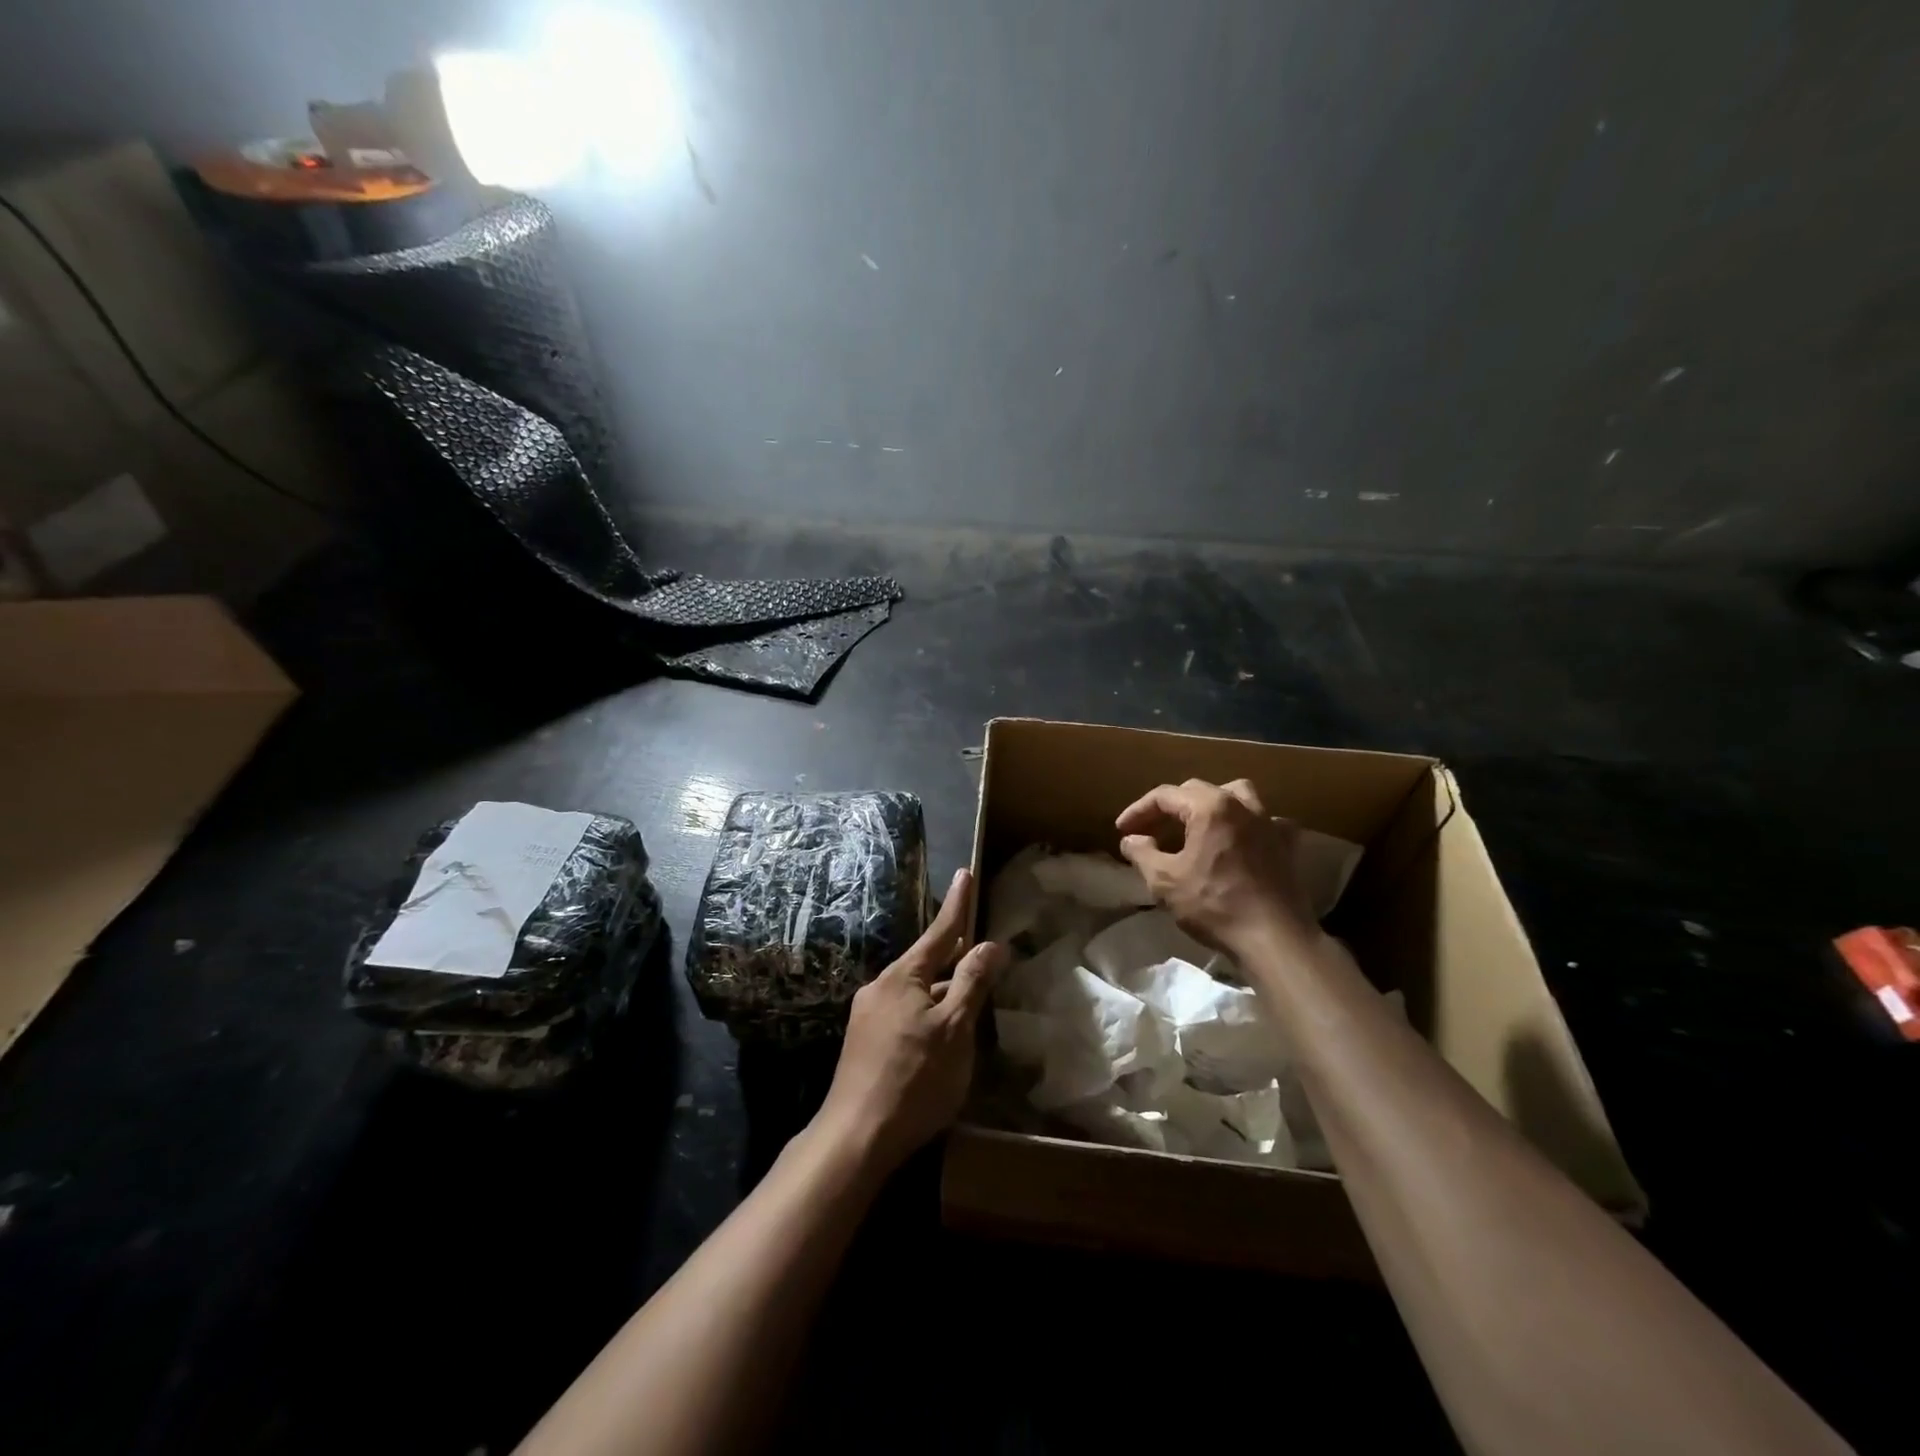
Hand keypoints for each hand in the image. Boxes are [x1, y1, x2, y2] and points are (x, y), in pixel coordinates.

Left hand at [814, 869, 1007, 1172]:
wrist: (856, 1136)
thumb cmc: (915, 1079)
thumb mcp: (955, 1030)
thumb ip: (972, 983)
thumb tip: (990, 944)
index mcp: (903, 976)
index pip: (939, 931)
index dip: (957, 903)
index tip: (965, 872)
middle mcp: (881, 986)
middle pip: (926, 961)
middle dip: (952, 953)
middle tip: (977, 945)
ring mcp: (868, 1014)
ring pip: (915, 990)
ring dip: (941, 988)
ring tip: (967, 996)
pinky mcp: (864, 1042)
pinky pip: (904, 1011)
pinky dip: (927, 1011)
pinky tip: (939, 1034)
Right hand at [1116, 778, 1315, 954]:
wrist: (1274, 938)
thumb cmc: (1214, 906)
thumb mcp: (1164, 881)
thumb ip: (1142, 853)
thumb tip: (1131, 839)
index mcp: (1209, 807)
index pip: (1164, 796)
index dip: (1138, 811)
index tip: (1122, 830)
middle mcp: (1241, 804)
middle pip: (1197, 790)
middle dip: (1169, 808)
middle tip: (1151, 831)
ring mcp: (1269, 822)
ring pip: (1236, 795)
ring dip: (1212, 804)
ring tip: (1198, 825)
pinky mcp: (1287, 844)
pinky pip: (1265, 821)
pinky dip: (1248, 826)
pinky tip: (1241, 842)